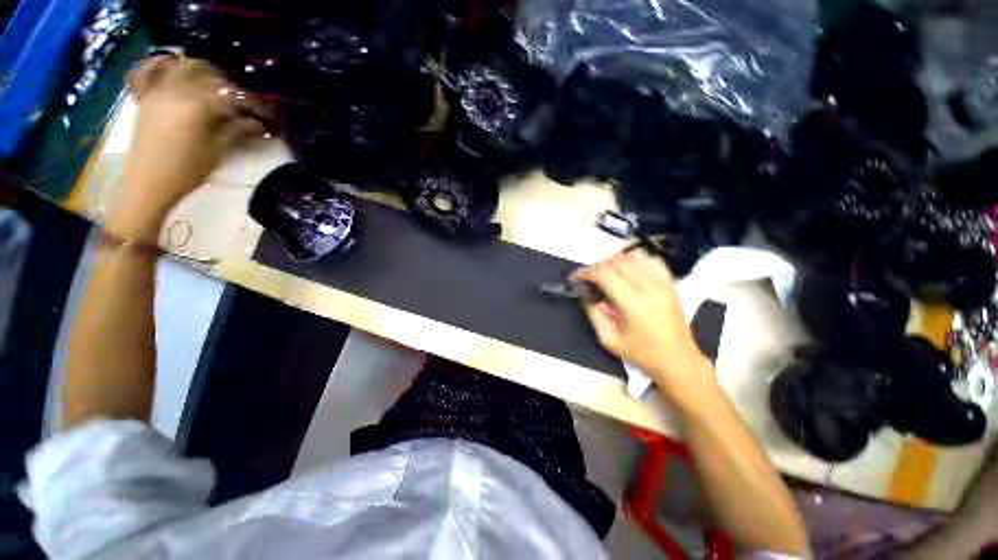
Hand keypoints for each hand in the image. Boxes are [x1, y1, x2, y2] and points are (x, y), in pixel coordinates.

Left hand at [110, 56, 271, 241]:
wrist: (147, 183)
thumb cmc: (186, 171)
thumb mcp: (218, 152)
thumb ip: (238, 131)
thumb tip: (259, 124)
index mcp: (196, 106)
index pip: (230, 95)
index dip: (251, 102)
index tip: (266, 112)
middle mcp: (175, 90)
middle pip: (205, 72)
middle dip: (226, 81)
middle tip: (241, 98)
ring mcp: (156, 91)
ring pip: (180, 66)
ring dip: (201, 70)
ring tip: (213, 84)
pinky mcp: (145, 97)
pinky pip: (149, 71)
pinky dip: (161, 64)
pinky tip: (173, 67)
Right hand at [574, 250, 715, 398]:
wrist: (679, 361)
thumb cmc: (641, 354)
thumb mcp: (608, 339)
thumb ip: (593, 314)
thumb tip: (586, 293)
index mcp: (633, 304)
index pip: (605, 274)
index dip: (586, 272)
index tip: (575, 277)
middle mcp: (649, 288)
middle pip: (618, 261)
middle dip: (598, 265)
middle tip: (589, 277)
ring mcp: (663, 283)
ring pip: (634, 256)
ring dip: (615, 260)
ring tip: (607, 272)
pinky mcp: (671, 283)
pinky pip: (652, 260)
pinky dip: (636, 259)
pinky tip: (628, 269)